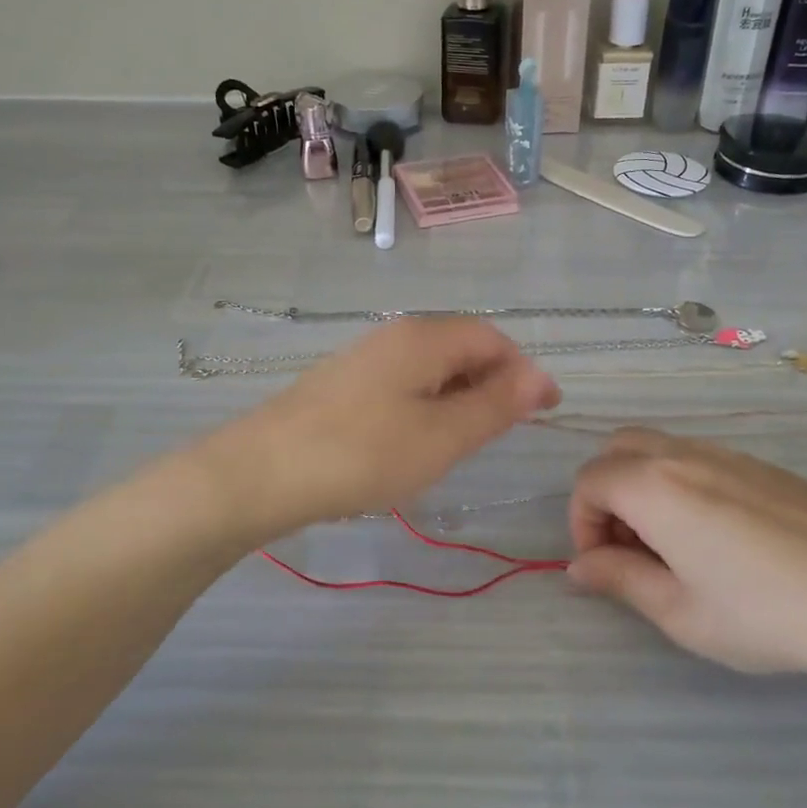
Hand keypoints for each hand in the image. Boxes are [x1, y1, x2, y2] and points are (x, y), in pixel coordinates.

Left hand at [203, 319, 559, 537]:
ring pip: (430, 368)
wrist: (261, 472)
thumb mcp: (442, 436)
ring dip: (459, 397)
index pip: (492, 338)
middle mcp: (395, 335)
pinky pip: (402, 383)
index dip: (524, 371)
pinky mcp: (342, 383)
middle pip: (461, 348)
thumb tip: (541, 378)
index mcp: (424, 338)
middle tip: (506, 431)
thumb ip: (495, 405)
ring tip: (465, 441)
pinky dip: (426, 405)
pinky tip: (415, 441)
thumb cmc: (362, 454)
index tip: (545, 411)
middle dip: (493, 384)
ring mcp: (364, 357)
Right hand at [566, 429, 806, 692]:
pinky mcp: (762, 465)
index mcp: (653, 485)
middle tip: (630, 549)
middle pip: (617, 449)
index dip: (582, 523)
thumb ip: (621, 580)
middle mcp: (682, 454)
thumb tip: (580, 566)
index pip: (589, 482)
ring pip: (658, 449)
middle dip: (606, 494)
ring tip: (673, 547)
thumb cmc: (768, 613)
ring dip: (642, 487)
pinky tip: (719, 537)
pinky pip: (697, 458)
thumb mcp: (682, 613)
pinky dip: (680, 483)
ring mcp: (726, 453)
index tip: (604, 567)